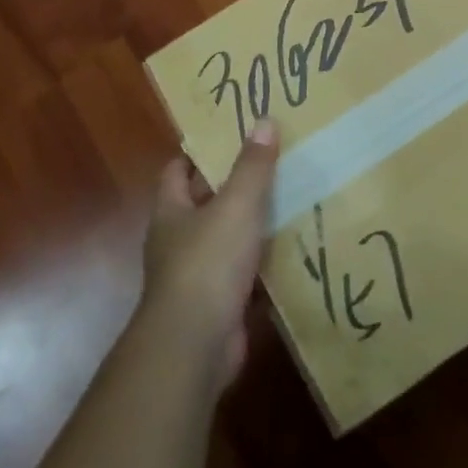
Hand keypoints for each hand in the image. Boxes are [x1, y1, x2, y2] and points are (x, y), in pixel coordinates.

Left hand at [141, 121, 278, 389]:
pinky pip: (246, 274)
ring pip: (229, 239)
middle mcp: (179, 241)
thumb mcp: (236, 204)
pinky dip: (266, 263)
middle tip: (275, 160)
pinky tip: (296, 248)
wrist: (195, 347)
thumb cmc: (207, 263)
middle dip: (236, 185)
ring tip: (294, 197)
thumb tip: (264, 121)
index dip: (201, 152)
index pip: (177, 170)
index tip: (233, 135)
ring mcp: (198, 276)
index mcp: (172, 212)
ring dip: (254, 225)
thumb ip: (252, 166)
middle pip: (206, 203)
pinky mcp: (220, 304)